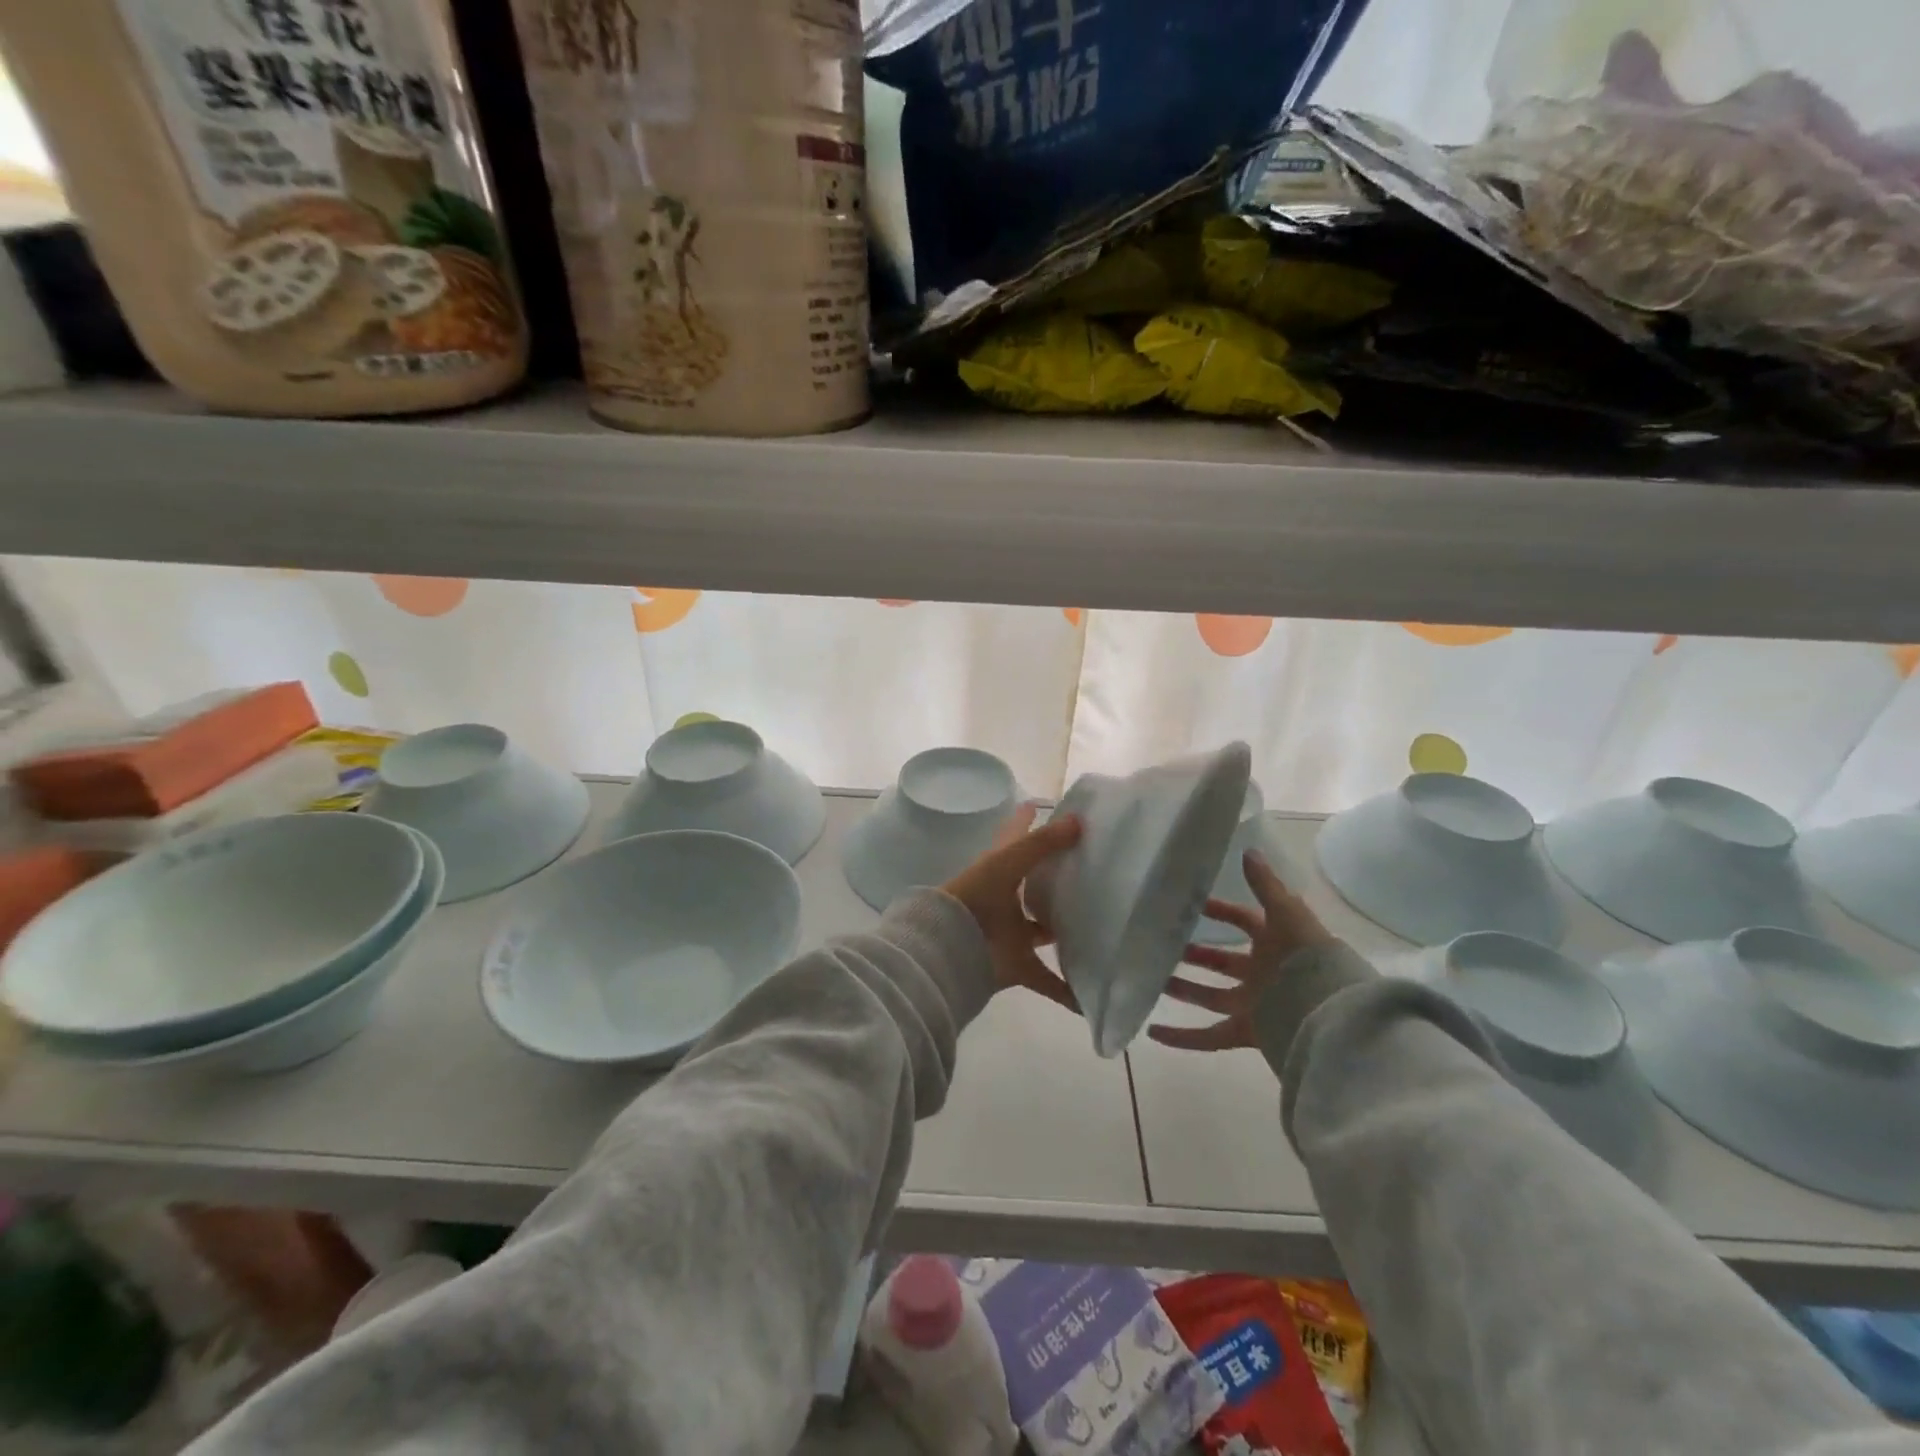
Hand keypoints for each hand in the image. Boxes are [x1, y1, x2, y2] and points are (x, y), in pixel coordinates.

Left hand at [942, 803, 1081, 1009]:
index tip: (1041, 804)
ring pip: (1043, 931)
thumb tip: (1078, 820)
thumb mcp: (1008, 861)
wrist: (948, 948)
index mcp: (999, 869)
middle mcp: (1006, 899)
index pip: (1014, 837)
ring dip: (1064, 931)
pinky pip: (1047, 981)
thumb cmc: (976, 895)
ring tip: (1100, 926)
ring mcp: (1011, 933)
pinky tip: (1091, 999)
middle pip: (1033, 886)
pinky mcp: (1017, 965)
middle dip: (1055, 881)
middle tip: (1092, 871)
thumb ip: (1042, 842)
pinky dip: (1067, 992)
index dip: (1025, 820)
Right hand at [1147, 850, 1334, 1050]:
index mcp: (1275, 942)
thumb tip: (1248, 850)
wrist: (1331, 1014)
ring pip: (1210, 996)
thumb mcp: (1286, 913)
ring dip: (1183, 990)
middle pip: (1223, 961)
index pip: (1243, 921)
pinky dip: (1181, 1037)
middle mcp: (1263, 973)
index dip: (1219, 911)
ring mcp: (1255, 1004)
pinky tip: (1154, 1032)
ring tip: (1152, 981)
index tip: (1190, 905)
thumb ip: (1266, 885)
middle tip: (1164, 944)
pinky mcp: (1247, 1032)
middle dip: (1196, 953)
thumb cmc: (1307, 958)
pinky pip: (1208, 1036)